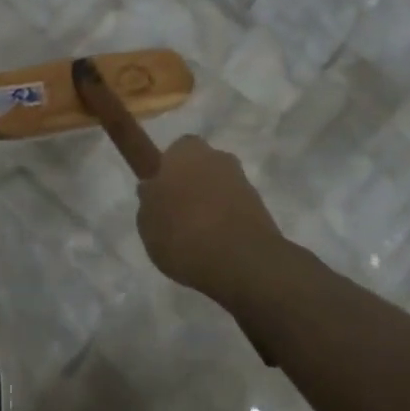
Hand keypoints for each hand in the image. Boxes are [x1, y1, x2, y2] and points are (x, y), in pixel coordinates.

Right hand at [136, 135, 283, 294]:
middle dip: (192, 184)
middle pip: (202, 166)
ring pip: (220, 188)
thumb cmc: (182, 231)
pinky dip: (226, 223)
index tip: (161, 191)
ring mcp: (244, 182)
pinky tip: (214, 247)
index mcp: (185, 152)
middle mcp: (218, 158)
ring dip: (210, 205)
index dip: (168, 169)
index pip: (176, 150)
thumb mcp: (147, 220)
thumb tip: (152, 189)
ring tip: (195, 237)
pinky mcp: (262, 209)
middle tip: (176, 214)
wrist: (241, 260)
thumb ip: (149, 200)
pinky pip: (235, 210)